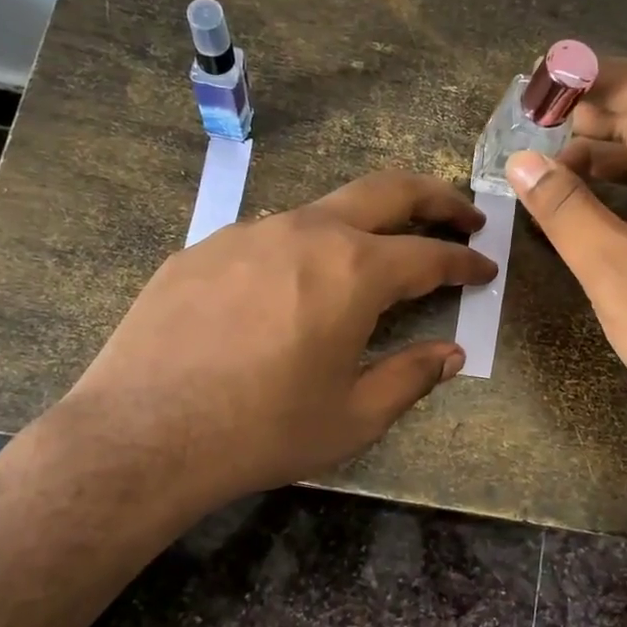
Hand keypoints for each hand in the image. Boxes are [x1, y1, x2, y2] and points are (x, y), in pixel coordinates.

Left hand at [60, 170, 494, 512]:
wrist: (141, 434)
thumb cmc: (261, 431)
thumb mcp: (351, 417)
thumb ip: (410, 377)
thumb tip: (450, 354)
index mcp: (353, 271)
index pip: (429, 255)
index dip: (464, 262)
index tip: (485, 268)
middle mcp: (306, 232)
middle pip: (387, 191)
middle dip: (435, 198)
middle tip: (462, 215)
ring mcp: (248, 232)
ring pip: (323, 211)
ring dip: (363, 225)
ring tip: (374, 256)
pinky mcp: (204, 248)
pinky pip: (268, 237)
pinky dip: (301, 250)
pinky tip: (289, 288)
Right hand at [504, 58, 626, 449]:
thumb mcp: (616, 271)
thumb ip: (565, 209)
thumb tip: (518, 161)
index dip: (596, 80)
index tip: (541, 85)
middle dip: (593, 118)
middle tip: (531, 127)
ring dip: (603, 155)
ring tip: (546, 169)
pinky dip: (622, 189)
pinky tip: (581, 200)